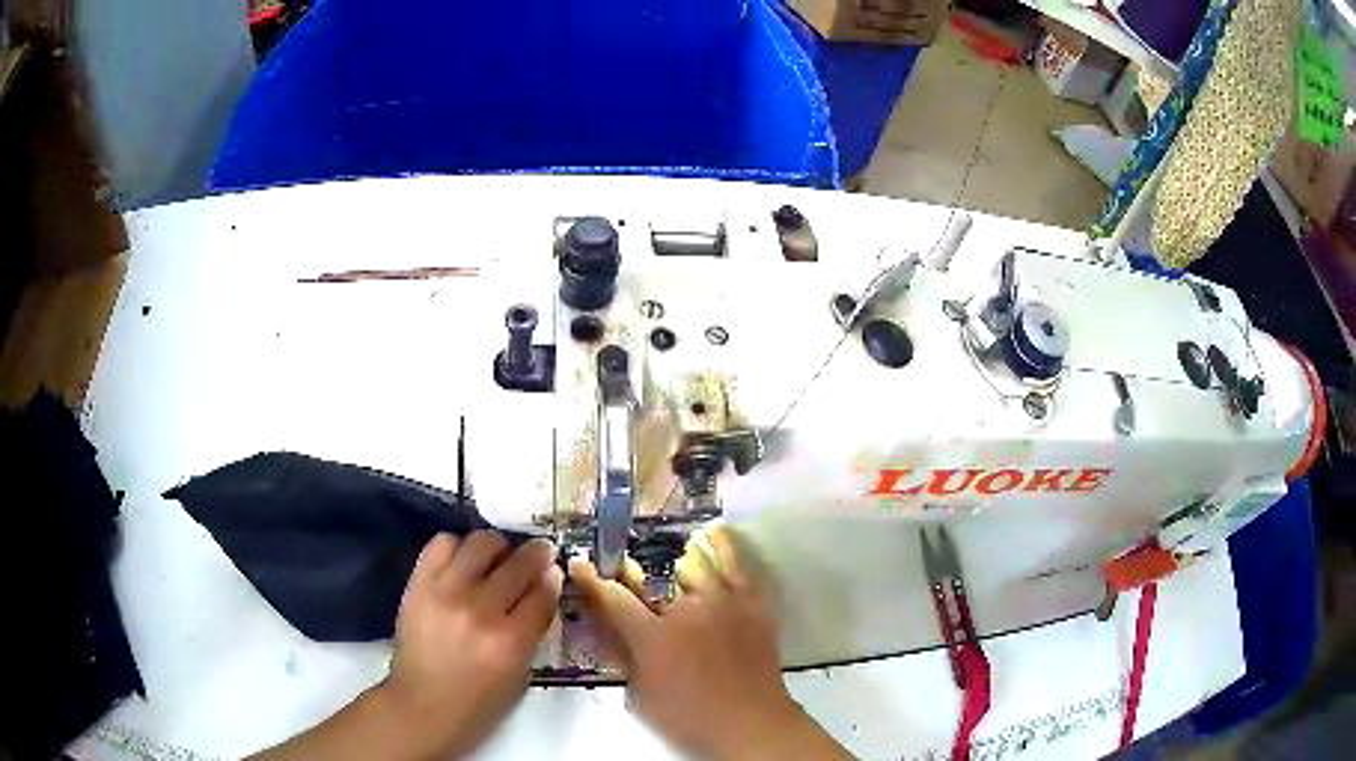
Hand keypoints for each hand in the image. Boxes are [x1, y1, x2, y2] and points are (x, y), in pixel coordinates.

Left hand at [383, 531, 562, 757]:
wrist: (422, 704)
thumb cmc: (479, 701)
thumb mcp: (520, 674)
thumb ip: (533, 629)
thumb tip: (543, 587)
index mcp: (512, 642)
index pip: (544, 592)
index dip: (553, 576)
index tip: (554, 571)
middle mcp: (481, 611)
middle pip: (520, 563)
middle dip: (537, 554)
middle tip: (538, 552)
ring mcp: (446, 593)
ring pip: (482, 543)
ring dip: (497, 547)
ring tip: (496, 558)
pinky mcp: (418, 584)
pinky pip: (442, 544)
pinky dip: (458, 547)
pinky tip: (463, 561)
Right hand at [570, 527, 849, 760]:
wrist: (752, 724)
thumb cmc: (690, 718)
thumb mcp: (640, 696)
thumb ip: (621, 657)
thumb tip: (605, 627)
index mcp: (653, 637)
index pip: (612, 598)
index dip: (591, 579)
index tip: (580, 564)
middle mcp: (686, 611)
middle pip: (652, 579)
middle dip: (631, 573)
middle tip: (622, 568)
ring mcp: (723, 603)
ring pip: (695, 564)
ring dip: (677, 565)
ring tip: (672, 563)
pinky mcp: (752, 603)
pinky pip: (737, 565)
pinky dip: (722, 547)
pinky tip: (712, 535)